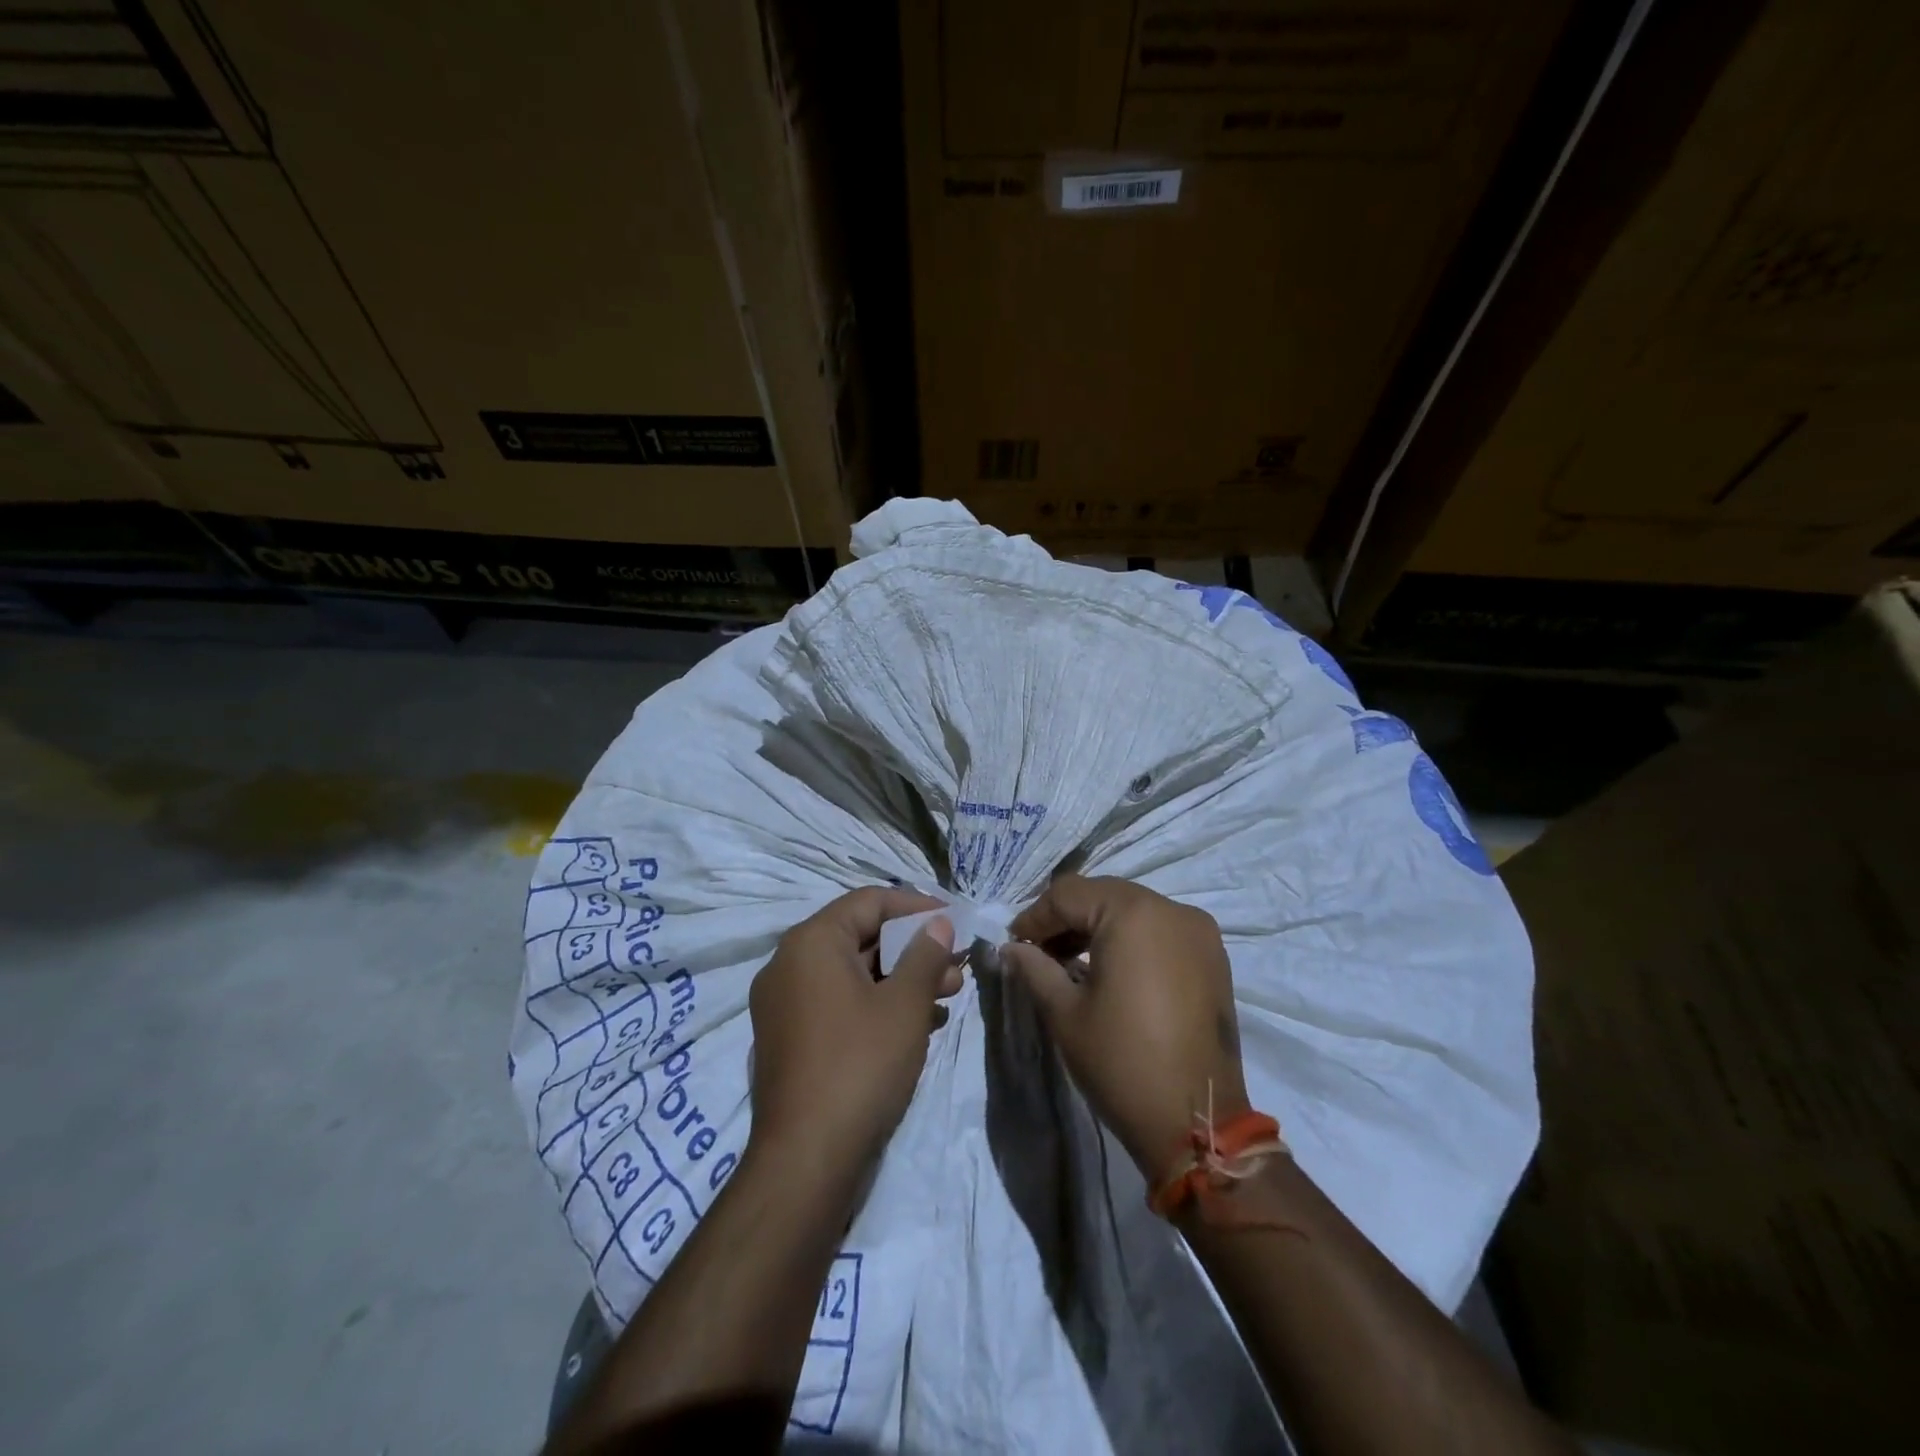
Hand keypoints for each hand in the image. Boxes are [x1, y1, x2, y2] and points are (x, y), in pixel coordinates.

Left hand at [748, 887, 964, 1182]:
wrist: (805, 1160)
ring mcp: (784, 1004)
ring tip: (947, 997)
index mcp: (811, 943)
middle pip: (861, 937)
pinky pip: (839, 1003)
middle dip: (913, 949)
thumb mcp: (905, 1004)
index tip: (955, 921)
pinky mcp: (790, 1038)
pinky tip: (918, 1025)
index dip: (916, 906)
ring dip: (901, 979)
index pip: (869, 901)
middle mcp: (789, 964)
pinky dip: (877, 1005)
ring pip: (853, 974)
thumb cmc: (860, 1065)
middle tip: (957, 967)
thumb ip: (925, 954)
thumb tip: (938, 923)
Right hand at [1003, 875, 1248, 1182]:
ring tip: (1070, 962)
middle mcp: (1171, 909)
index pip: (1069, 894)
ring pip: (1133, 910)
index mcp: (1133, 913)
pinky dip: (1131, 939)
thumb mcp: (1065, 1013)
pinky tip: (1112, 970)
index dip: (1035, 917)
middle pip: (1103, 895)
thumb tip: (1011, 948)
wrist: (1197, 1121)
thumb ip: (1034, 969)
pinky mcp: (1213, 956)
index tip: (1014, 944)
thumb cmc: (1122, 1062)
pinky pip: (1161, 930)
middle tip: (1038, 953)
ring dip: (1098, 927)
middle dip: (1066, 919)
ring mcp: (1199, 931)